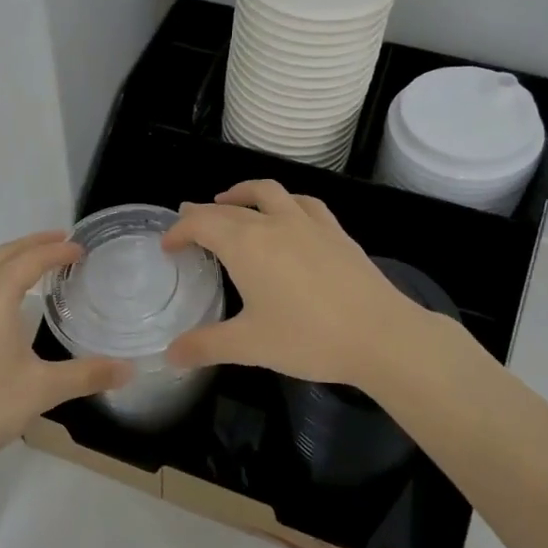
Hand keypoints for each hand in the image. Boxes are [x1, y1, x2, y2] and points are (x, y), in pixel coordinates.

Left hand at [0, 232, 128, 487]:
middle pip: (2, 255)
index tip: (80, 249)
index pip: (30, 260)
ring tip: (33, 260)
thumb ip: (88, 374)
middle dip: (32, 244)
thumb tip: (129, 370)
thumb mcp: (43, 389)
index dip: (56, 251)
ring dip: (8, 257)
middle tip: (61, 241)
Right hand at [161, 180, 440, 389]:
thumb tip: (170, 355)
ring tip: (229, 201)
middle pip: (229, 207)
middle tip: (188, 223)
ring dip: (242, 193)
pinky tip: (286, 213)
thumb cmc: (307, 338)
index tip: (167, 245)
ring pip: (268, 192)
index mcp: (245, 244)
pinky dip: (284, 201)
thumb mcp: (249, 346)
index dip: (179, 230)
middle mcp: (273, 222)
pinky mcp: (335, 231)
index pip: (201, 223)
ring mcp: (308, 222)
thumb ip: (205, 346)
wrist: (380, 334)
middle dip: (203, 212)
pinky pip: (303, 202)